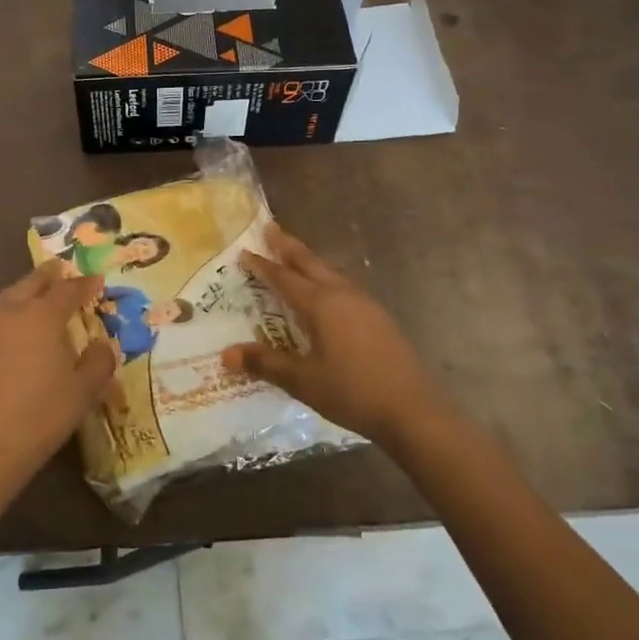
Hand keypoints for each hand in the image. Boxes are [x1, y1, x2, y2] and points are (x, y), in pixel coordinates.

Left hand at [0, 262, 116, 503]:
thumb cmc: (40, 417)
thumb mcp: (82, 392)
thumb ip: (98, 362)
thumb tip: (102, 346)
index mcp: (41, 316)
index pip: (67, 290)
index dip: (84, 284)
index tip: (96, 281)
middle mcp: (7, 312)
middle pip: (30, 284)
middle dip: (48, 276)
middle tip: (59, 269)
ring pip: (2, 300)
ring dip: (19, 295)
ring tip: (29, 299)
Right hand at [222, 224, 447, 445]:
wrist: (413, 411)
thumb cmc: (353, 392)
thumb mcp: (303, 380)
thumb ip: (265, 363)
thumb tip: (226, 354)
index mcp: (322, 305)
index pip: (284, 278)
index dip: (263, 266)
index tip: (244, 251)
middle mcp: (343, 295)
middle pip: (310, 263)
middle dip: (289, 246)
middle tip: (270, 228)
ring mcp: (365, 305)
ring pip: (331, 272)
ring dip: (310, 260)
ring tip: (296, 255)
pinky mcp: (379, 318)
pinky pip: (344, 286)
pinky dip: (326, 277)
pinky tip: (328, 291)